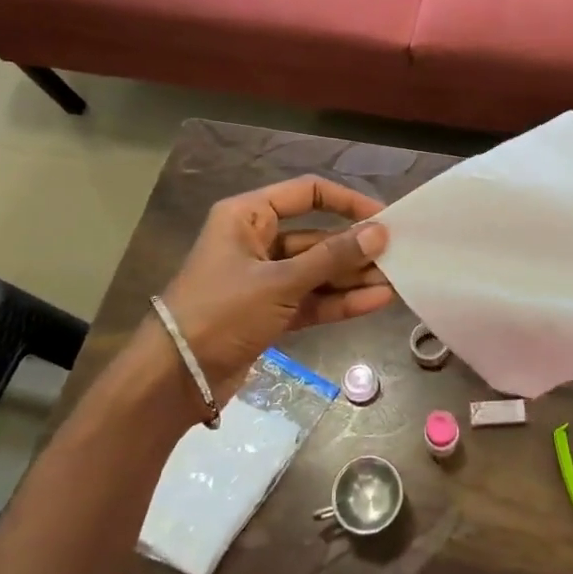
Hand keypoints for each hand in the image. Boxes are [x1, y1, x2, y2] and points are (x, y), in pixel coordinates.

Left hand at [158, 176, 391, 396]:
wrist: (175, 380)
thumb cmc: (221, 313)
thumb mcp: (279, 282)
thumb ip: (332, 258)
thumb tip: (379, 233)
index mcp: (248, 217)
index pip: (306, 193)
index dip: (346, 202)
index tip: (383, 217)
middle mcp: (257, 241)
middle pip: (316, 236)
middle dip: (355, 248)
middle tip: (397, 256)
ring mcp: (264, 279)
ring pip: (317, 271)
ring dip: (352, 277)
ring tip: (396, 281)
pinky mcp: (270, 312)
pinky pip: (311, 299)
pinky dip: (339, 301)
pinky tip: (375, 302)